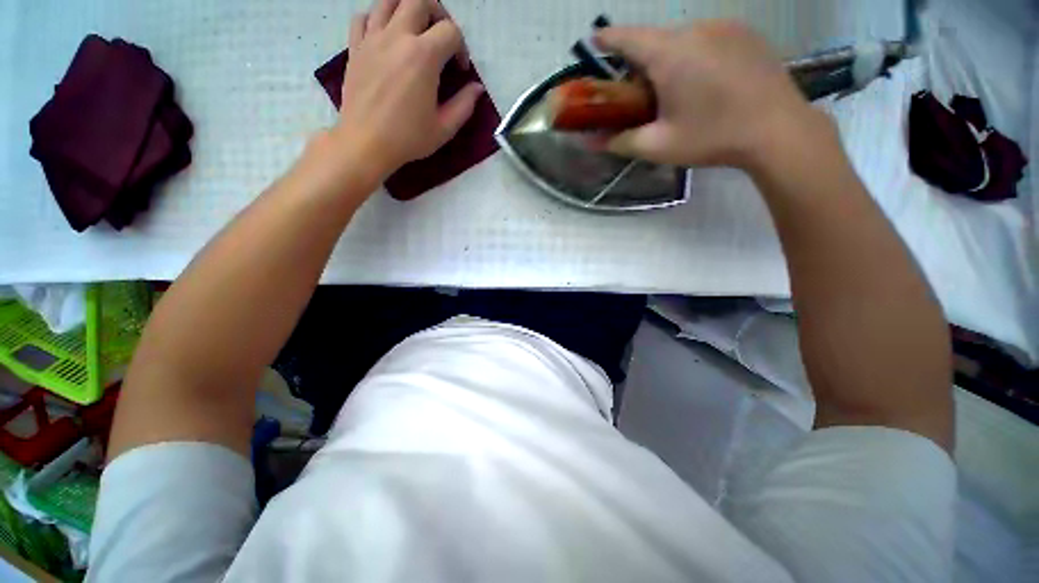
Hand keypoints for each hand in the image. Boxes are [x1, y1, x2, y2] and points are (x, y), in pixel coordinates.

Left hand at [327, 0, 484, 184]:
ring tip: (415, 31)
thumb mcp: (444, 128)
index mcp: (423, 56)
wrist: (366, 143)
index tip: (460, 71)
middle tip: (441, 38)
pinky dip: (377, 19)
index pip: (451, 32)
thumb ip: (464, 105)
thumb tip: (477, 88)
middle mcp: (397, 37)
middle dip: (438, 15)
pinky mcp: (355, 47)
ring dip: (407, 9)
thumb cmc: (408, 138)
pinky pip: (363, 17)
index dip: (461, 48)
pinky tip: (386, 37)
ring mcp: (372, 39)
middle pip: (420, 1)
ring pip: (389, 0)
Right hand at [596, 21, 828, 171]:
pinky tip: (705, 83)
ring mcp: (725, 26)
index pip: (627, 37)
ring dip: (669, 61)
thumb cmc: (712, 137)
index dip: (607, 39)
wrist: (778, 130)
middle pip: (655, 41)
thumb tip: (588, 143)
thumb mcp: (658, 146)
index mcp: (670, 54)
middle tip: (641, 95)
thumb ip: (619, 141)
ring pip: (682, 39)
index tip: (595, 42)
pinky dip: (695, 56)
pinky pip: (708, 38)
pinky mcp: (746, 32)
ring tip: (676, 93)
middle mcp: (696, 29)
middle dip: (641, 64)